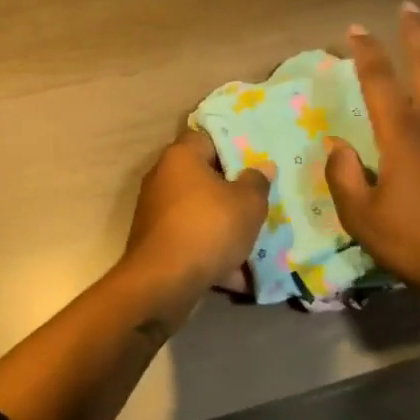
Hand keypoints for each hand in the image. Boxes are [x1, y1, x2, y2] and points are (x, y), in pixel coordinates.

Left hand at [120, 127, 270, 296]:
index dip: (233, 146)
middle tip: (261, 201)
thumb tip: (262, 166)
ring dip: (225, 228)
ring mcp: (157, 212)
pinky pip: (192, 241)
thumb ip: (257, 182)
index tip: (257, 160)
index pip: (207, 137)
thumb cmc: (208, 228)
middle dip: (233, 192)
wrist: (163, 282)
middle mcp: (163, 178)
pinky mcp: (157, 243)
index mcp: (181, 157)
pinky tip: (238, 276)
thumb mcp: (247, 204)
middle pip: (205, 177)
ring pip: (200, 213)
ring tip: (256, 242)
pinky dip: (212, 254)